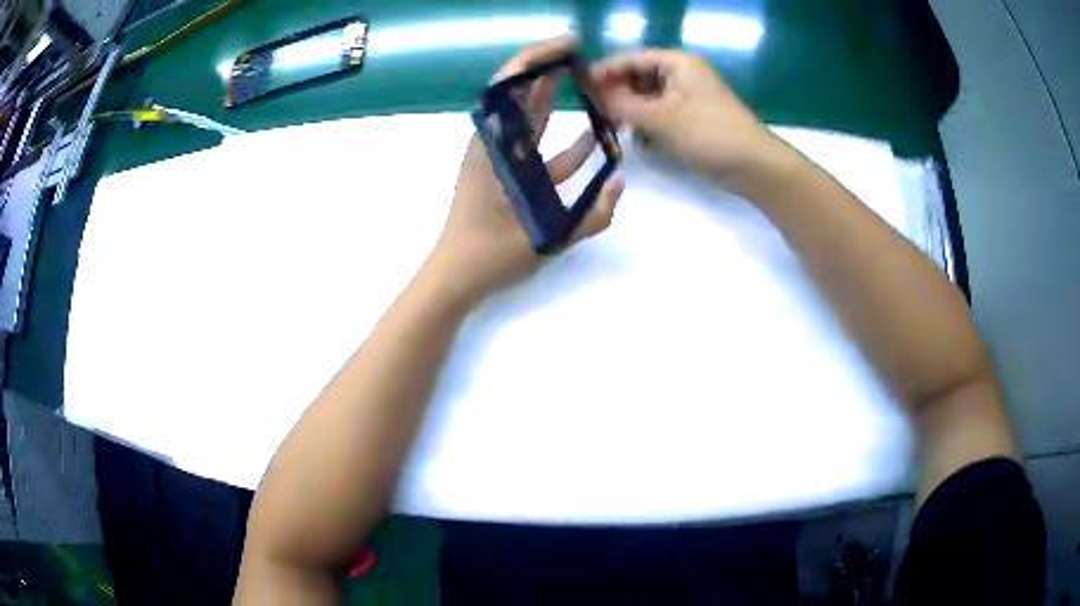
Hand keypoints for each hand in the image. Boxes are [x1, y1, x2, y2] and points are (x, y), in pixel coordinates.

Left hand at [425, 36, 624, 305]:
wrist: (455, 279)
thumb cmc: (490, 257)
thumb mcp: (545, 237)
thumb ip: (591, 215)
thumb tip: (619, 181)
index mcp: (493, 148)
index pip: (511, 88)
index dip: (537, 58)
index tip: (568, 44)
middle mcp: (493, 145)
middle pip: (517, 93)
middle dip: (547, 68)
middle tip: (579, 52)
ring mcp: (499, 160)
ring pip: (527, 118)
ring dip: (553, 98)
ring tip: (583, 79)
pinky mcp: (507, 177)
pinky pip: (537, 149)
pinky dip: (562, 141)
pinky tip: (593, 139)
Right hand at [591, 50, 791, 186]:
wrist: (753, 166)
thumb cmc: (709, 133)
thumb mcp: (661, 118)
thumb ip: (623, 105)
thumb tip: (594, 95)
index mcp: (677, 63)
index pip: (631, 58)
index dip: (605, 71)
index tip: (580, 87)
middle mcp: (681, 74)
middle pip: (638, 77)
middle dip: (617, 93)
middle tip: (595, 111)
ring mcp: (686, 97)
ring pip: (647, 97)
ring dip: (630, 110)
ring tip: (614, 126)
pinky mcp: (690, 118)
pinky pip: (659, 113)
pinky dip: (646, 123)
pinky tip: (638, 138)